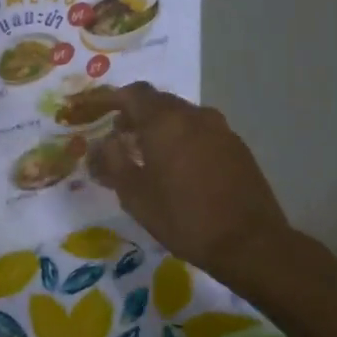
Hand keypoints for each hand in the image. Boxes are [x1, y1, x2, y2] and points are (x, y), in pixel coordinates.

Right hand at [89, 83, 292, 281]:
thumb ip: (112, 161)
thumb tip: (103, 143)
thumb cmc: (183, 217)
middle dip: (131, 113)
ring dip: (156, 127)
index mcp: (165, 121)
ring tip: (142, 153)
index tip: (86, 109)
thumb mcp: (134, 194)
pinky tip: (174, 167)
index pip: (129, 94)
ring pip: (179, 117)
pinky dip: (179, 139)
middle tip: (113, 135)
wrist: (249, 242)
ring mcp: (220, 129)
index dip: (104, 98)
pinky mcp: (236, 147)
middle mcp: (194, 115)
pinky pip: (198, 132)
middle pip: (156, 102)